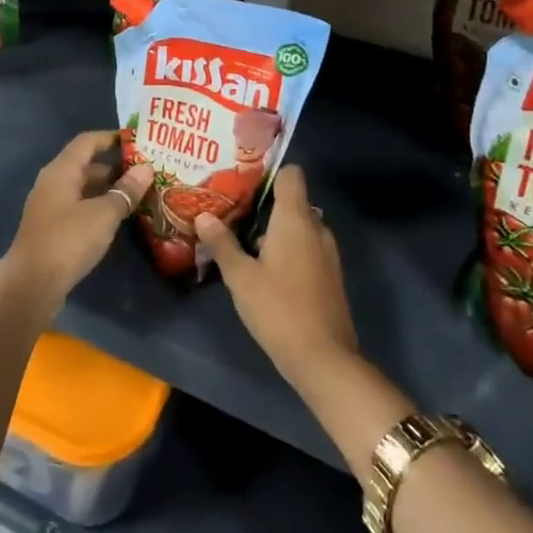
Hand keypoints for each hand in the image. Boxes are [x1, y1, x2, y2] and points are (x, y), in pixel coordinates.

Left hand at [0, 131, 152, 315]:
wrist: (31, 285)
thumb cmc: (68, 241)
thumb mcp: (104, 214)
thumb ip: (126, 190)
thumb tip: (147, 169)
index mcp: (62, 170)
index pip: (88, 141)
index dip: (111, 138)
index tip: (137, 141)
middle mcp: (53, 182)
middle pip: (86, 164)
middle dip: (115, 166)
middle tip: (145, 171)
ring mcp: (50, 206)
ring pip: (83, 188)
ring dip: (108, 188)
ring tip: (138, 194)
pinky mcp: (51, 227)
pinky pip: (78, 206)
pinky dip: (98, 206)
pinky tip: (117, 217)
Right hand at [194, 167, 357, 386]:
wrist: (324, 359)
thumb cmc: (279, 309)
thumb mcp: (241, 277)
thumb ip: (222, 243)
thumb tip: (203, 215)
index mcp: (295, 218)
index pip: (291, 174)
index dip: (269, 172)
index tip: (243, 179)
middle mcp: (316, 227)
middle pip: (292, 201)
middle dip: (265, 205)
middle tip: (232, 211)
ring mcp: (327, 253)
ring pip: (299, 227)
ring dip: (275, 231)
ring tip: (242, 239)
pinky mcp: (329, 275)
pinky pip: (306, 248)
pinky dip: (288, 250)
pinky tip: (264, 268)